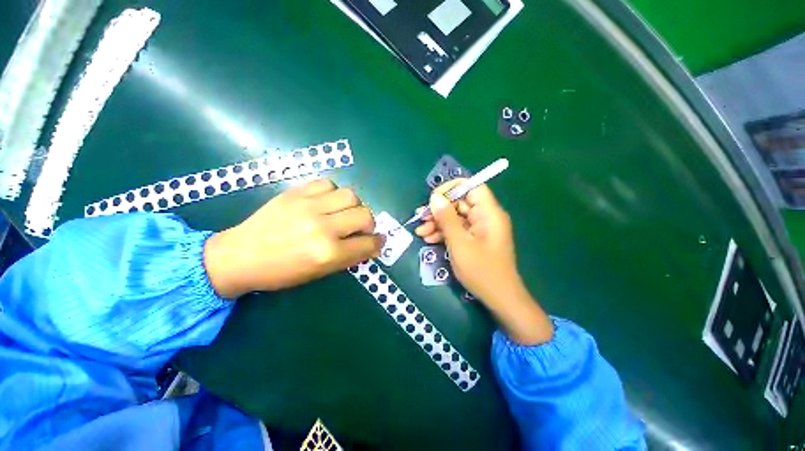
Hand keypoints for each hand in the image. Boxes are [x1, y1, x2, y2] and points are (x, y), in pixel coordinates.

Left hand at [204, 179, 382, 298]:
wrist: (240, 255)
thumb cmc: (281, 271)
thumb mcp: (319, 272)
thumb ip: (349, 257)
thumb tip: (371, 244)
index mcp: (327, 253)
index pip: (368, 244)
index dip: (378, 242)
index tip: (378, 241)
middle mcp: (322, 227)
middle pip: (365, 215)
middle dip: (369, 224)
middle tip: (360, 228)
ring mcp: (308, 206)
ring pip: (350, 195)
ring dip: (354, 205)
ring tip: (343, 212)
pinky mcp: (295, 192)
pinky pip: (327, 183)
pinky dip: (333, 193)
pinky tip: (326, 202)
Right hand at [415, 180, 553, 344]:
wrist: (499, 298)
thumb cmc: (481, 271)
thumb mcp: (459, 243)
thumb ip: (447, 219)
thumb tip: (434, 197)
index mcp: (488, 213)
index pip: (472, 187)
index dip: (452, 188)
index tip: (433, 198)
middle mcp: (485, 217)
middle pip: (460, 203)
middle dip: (439, 210)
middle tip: (420, 218)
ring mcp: (479, 229)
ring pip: (455, 217)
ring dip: (437, 223)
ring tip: (420, 232)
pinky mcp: (474, 239)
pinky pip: (457, 229)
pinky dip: (443, 233)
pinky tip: (428, 239)